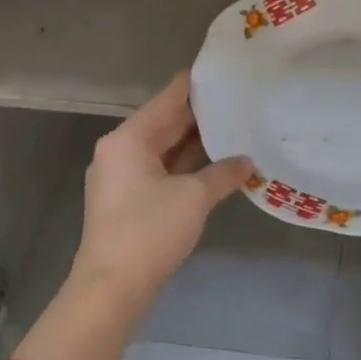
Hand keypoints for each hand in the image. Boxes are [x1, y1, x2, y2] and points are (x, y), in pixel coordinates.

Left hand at [70, 71, 252, 302]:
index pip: (168, 98)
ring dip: (193, 142)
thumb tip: (248, 162)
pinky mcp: (125, 199)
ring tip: (232, 128)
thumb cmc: (150, 230)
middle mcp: (119, 149)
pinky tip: (213, 163)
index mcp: (129, 138)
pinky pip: (158, 169)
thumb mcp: (195, 197)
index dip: (196, 84)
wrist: (112, 287)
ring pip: (162, 148)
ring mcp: (120, 175)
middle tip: (238, 101)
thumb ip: (223, 173)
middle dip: (199, 115)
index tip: (224, 72)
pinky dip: (183, 165)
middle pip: (163, 122)